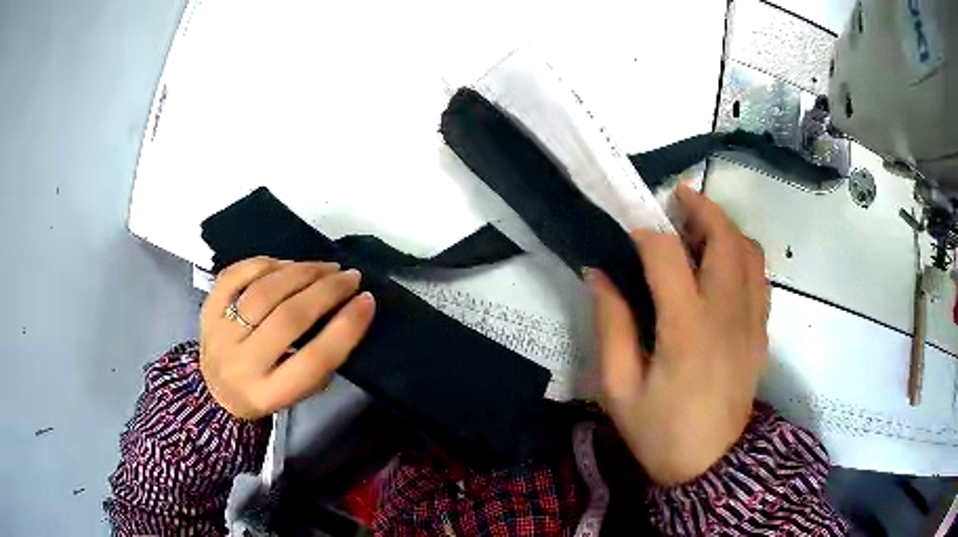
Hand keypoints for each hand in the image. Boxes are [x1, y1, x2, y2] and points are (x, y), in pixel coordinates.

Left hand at [199, 257, 375, 419]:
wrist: (214, 391)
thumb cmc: (264, 392)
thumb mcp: (297, 393)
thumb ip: (319, 362)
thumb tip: (345, 312)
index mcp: (269, 393)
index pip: (314, 359)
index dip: (346, 327)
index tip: (368, 300)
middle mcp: (242, 363)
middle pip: (289, 318)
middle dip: (326, 291)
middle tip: (350, 276)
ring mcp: (220, 332)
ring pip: (264, 292)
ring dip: (301, 272)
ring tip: (324, 267)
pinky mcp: (208, 308)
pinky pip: (236, 275)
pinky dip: (264, 263)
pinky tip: (286, 264)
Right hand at [589, 184, 768, 485]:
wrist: (711, 465)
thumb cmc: (660, 432)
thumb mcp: (619, 389)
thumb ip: (611, 326)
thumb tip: (599, 274)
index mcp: (686, 327)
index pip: (667, 255)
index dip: (645, 235)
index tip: (628, 235)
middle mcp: (726, 312)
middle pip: (724, 237)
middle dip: (701, 208)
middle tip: (678, 199)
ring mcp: (751, 320)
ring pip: (750, 251)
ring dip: (726, 228)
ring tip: (702, 229)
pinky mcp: (762, 331)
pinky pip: (761, 276)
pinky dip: (744, 255)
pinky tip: (725, 264)